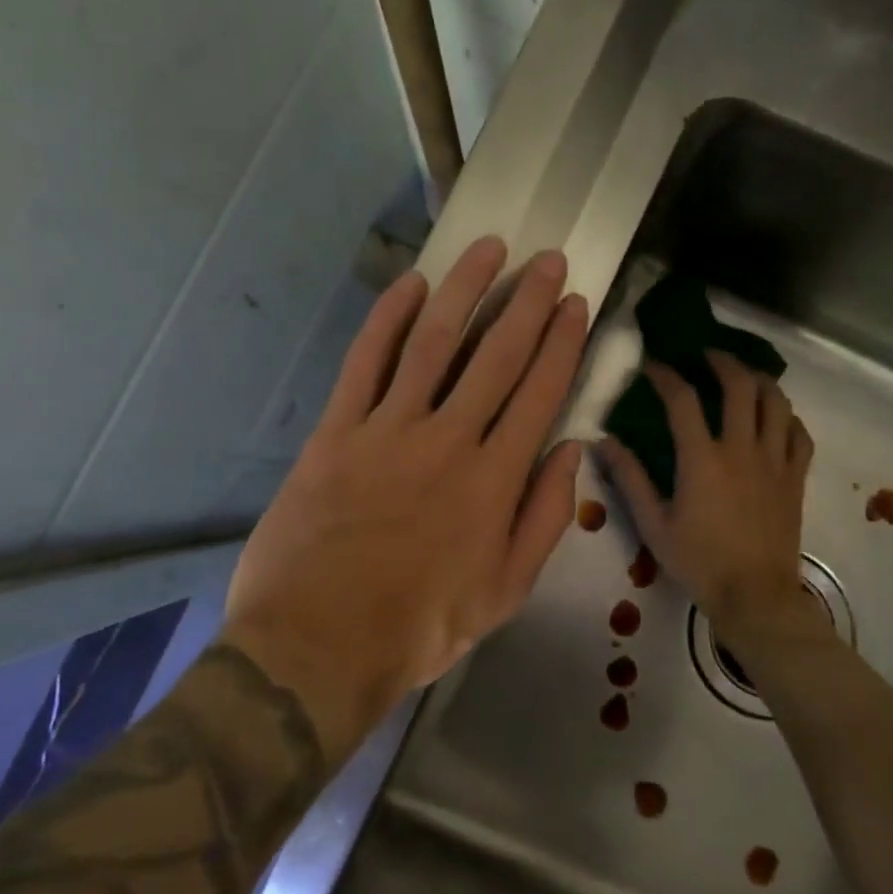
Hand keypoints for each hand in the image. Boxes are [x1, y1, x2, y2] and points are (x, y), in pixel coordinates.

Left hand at [225, 236, 587, 759]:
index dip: (561, 342)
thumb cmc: (420, 627)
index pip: (539, 392)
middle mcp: (448, 440)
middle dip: (527, 302)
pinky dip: (387, 318)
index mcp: (495, 480)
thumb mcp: (506, 592)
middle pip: (497, 355)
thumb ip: (545, 519)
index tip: (574, 303)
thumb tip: (571, 453)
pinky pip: (365, 361)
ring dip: (465, 290)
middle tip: (547, 259)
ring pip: (434, 342)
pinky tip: (410, 284)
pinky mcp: (337, 431)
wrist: (318, 645)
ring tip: (490, 249)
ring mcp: (388, 429)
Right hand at [598, 352, 819, 656]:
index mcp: (702, 459)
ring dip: (760, 380)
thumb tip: (603, 441)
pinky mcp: (795, 478)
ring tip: (745, 376)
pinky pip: (799, 434)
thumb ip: (630, 478)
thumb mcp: (652, 524)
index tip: (653, 366)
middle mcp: (742, 449)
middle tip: (706, 357)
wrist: (754, 596)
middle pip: (740, 386)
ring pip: (777, 402)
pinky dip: (787, 417)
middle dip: (722, 361)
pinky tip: (777, 417)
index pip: (682, 400)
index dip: (666, 376)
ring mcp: (775, 461)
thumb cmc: (698, 562)